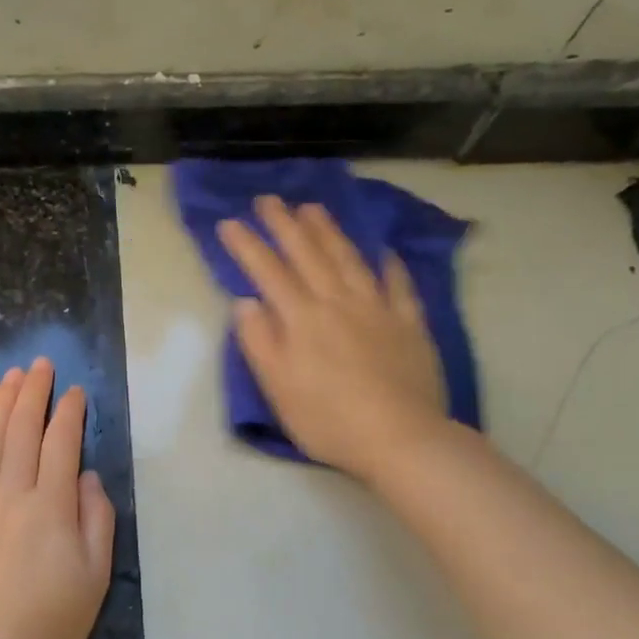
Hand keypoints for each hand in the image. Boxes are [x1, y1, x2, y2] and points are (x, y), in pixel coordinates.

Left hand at [0, 358, 114, 638]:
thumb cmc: (47, 624)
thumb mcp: (94, 577)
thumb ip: (96, 521)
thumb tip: (88, 476)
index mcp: (52, 506)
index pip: (62, 445)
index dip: (70, 413)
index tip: (75, 391)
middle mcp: (12, 494)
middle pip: (23, 432)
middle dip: (33, 394)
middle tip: (40, 365)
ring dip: (0, 406)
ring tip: (10, 377)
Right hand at [218, 195, 449, 482]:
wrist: (401, 439)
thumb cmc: (328, 420)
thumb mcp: (278, 388)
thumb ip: (260, 341)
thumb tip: (245, 302)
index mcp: (302, 319)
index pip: (268, 272)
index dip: (247, 245)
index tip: (229, 222)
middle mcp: (338, 303)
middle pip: (308, 254)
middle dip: (285, 224)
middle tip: (269, 199)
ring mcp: (378, 309)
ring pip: (349, 260)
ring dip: (329, 231)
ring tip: (314, 208)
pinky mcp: (409, 324)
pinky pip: (399, 285)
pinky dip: (389, 265)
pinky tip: (384, 252)